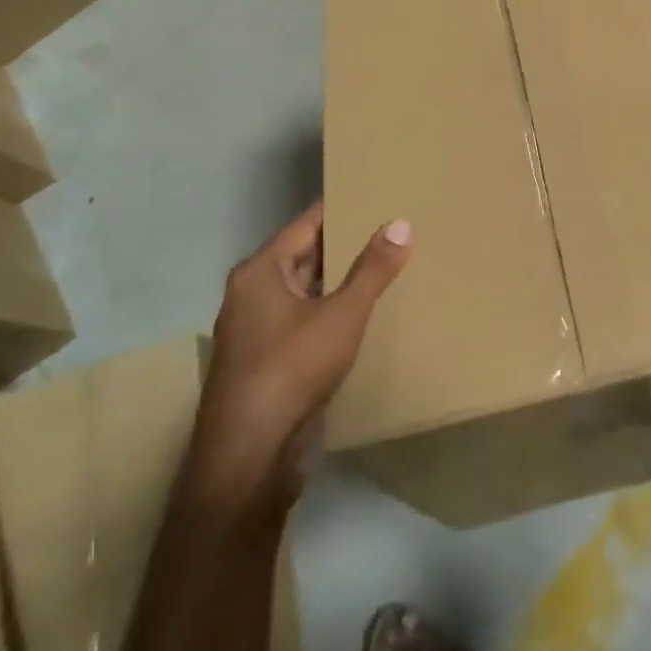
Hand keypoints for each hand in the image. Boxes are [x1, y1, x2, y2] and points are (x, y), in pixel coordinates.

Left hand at [193, 201, 411, 508]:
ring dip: (342, 281)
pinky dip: (335, 312)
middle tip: (393, 226)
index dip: (342, 207)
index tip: (377, 193)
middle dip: (347, 244)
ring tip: (390, 264)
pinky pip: (307, 321)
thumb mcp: (342, 314)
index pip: (307, 224)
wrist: (250, 457)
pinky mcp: (270, 363)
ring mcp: (258, 331)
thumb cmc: (291, 369)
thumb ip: (372, 269)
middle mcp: (253, 294)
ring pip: (308, 291)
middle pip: (307, 255)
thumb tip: (400, 222)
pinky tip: (369, 313)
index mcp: (260, 272)